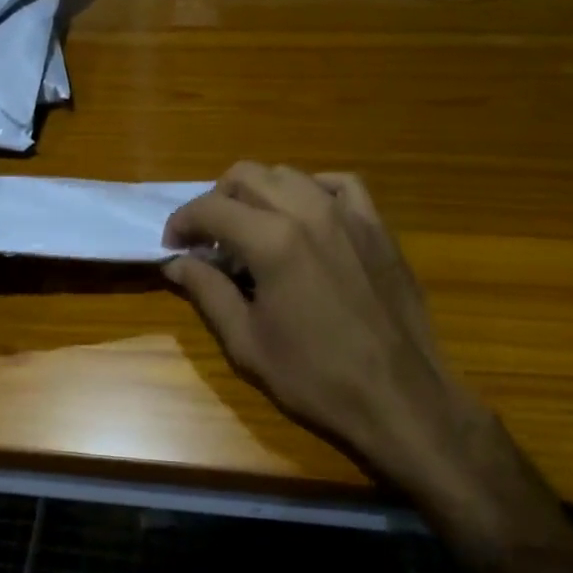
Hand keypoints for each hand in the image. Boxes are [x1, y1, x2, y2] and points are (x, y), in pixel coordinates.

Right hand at [163, 162, 488, 488]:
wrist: (400, 398)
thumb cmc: (315, 377)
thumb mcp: (246, 341)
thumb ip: (207, 291)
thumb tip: (175, 262)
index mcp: (271, 240)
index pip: (210, 208)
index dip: (181, 222)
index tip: (172, 245)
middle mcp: (308, 211)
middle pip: (246, 176)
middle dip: (216, 201)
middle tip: (209, 239)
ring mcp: (348, 214)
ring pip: (289, 174)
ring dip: (258, 192)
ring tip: (251, 227)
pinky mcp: (377, 225)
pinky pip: (339, 184)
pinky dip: (311, 189)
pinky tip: (304, 215)